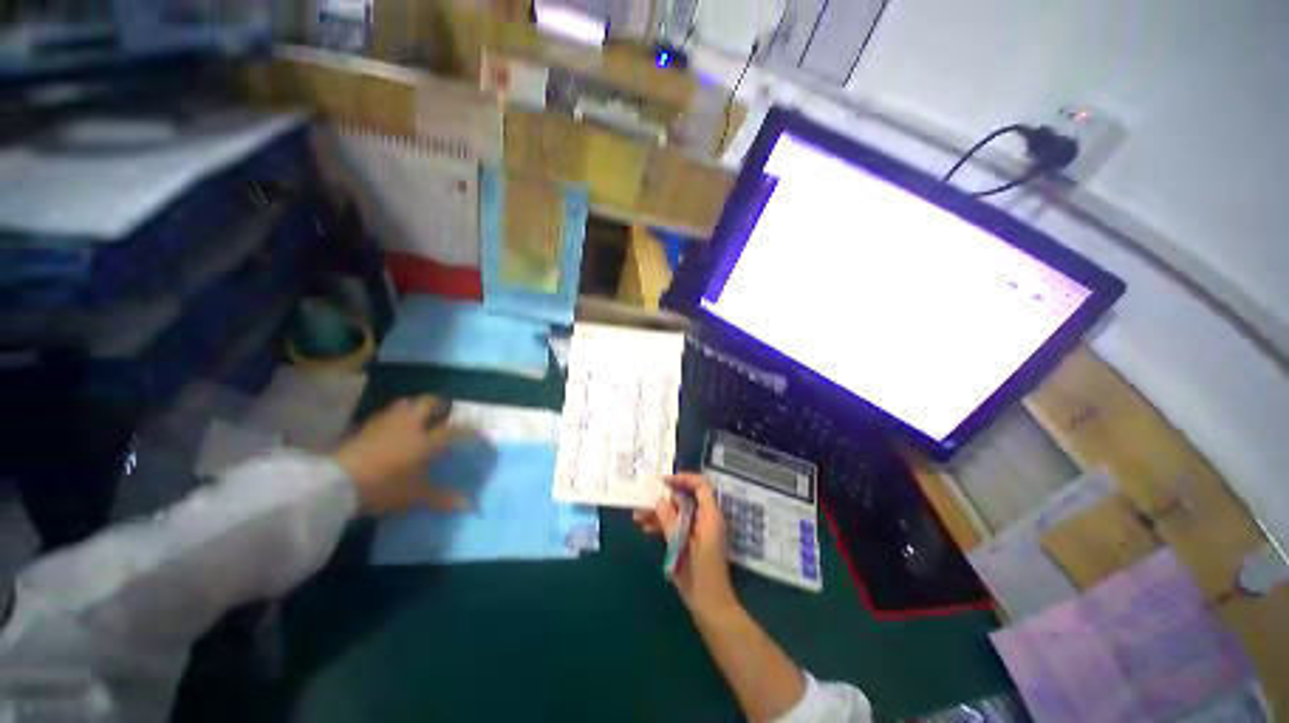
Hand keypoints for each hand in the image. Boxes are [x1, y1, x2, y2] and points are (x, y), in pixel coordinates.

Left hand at [332, 396, 474, 514]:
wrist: (337, 483)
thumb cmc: (384, 487)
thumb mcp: (415, 496)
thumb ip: (442, 498)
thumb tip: (470, 507)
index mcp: (427, 440)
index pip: (456, 429)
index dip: (471, 430)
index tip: (480, 433)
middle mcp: (411, 425)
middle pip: (429, 403)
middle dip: (440, 405)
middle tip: (445, 413)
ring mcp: (386, 423)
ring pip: (405, 404)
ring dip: (415, 407)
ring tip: (419, 417)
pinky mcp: (365, 427)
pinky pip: (386, 415)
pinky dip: (394, 417)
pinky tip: (392, 428)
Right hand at [634, 473, 738, 617]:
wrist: (711, 608)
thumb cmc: (700, 576)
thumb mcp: (681, 546)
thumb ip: (670, 520)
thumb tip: (659, 500)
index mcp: (710, 516)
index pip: (701, 485)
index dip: (683, 479)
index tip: (663, 482)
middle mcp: (706, 518)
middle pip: (686, 498)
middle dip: (664, 498)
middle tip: (644, 500)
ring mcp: (700, 530)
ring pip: (679, 512)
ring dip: (660, 513)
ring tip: (638, 516)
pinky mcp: (693, 540)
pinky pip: (678, 525)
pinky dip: (664, 525)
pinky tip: (646, 529)